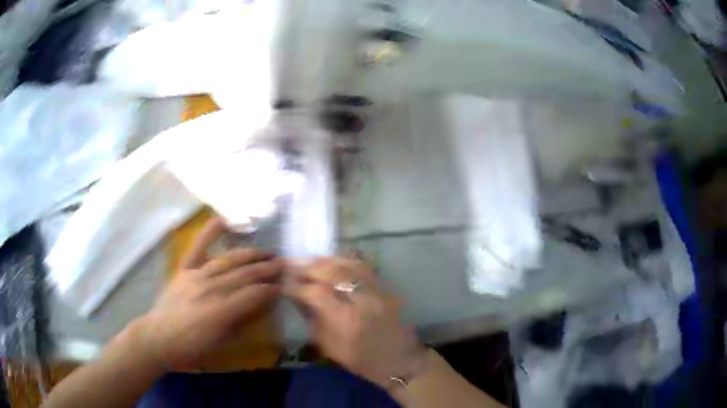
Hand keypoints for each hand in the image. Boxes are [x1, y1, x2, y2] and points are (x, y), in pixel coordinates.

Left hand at [140, 218, 280, 370]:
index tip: (285, 286)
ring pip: (229, 260)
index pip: (255, 294)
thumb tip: (263, 307)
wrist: (160, 337)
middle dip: (267, 269)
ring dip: (250, 255)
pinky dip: (210, 233)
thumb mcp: (222, 344)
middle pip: (245, 274)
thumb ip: (243, 323)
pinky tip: (223, 221)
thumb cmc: (193, 347)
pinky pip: (198, 248)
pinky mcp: (185, 269)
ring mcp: (197, 275)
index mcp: (222, 311)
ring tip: (266, 251)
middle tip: (283, 264)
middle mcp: (212, 288)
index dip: (272, 289)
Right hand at [285, 257, 426, 388]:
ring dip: (326, 260)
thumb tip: (300, 300)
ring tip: (310, 260)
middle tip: (292, 265)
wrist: (400, 360)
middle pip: (332, 273)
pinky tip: (334, 262)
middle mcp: (362, 301)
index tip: (284, 284)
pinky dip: (345, 261)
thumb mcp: (331, 349)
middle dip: (308, 267)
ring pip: (349, 265)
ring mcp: (376, 291)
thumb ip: (314, 322)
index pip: (316, 293)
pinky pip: (363, 267)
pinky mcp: (385, 288)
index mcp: (346, 320)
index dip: (297, 287)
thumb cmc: (363, 360)